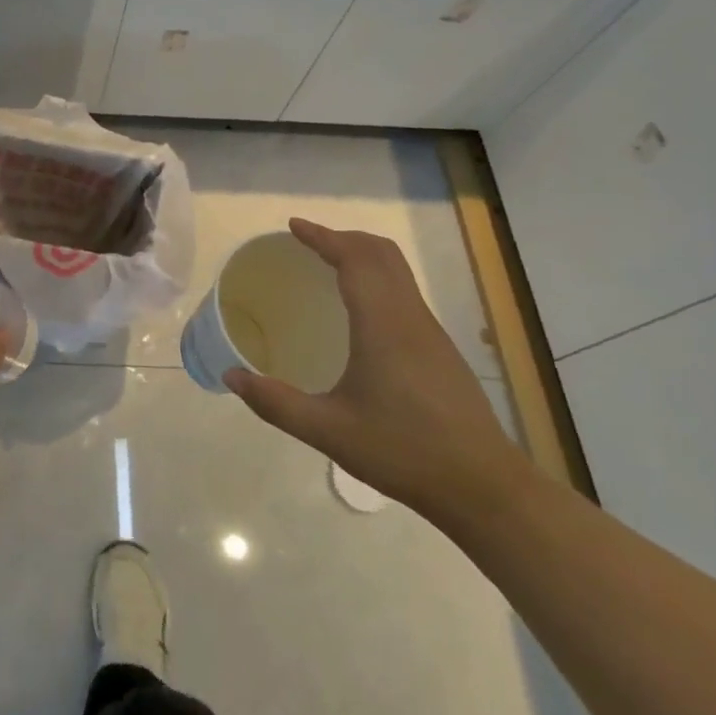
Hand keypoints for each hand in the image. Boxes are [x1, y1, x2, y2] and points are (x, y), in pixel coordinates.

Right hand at [223, 220, 527, 521]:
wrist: (485, 488)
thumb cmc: (404, 452)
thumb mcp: (329, 431)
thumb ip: (276, 403)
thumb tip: (230, 377)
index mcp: (383, 325)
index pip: (355, 259)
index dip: (323, 237)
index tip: (293, 226)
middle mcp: (410, 318)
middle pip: (381, 254)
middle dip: (344, 238)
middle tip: (307, 243)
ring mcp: (431, 333)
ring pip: (398, 271)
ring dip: (363, 256)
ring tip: (328, 266)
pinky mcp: (441, 351)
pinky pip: (405, 293)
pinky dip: (377, 279)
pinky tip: (358, 311)